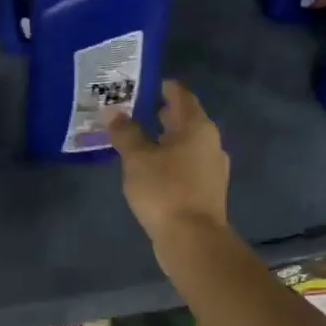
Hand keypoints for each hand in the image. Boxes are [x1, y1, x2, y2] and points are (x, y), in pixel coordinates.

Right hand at [106, 80, 229, 241]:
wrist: (193, 240)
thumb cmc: (165, 190)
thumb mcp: (137, 159)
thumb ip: (125, 133)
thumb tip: (113, 112)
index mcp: (197, 126)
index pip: (179, 94)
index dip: (159, 86)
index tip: (137, 85)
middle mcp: (210, 142)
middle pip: (184, 119)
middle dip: (158, 113)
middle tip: (130, 110)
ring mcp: (212, 167)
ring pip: (185, 143)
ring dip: (163, 139)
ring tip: (135, 140)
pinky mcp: (207, 189)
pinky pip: (185, 164)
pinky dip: (168, 159)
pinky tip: (149, 168)